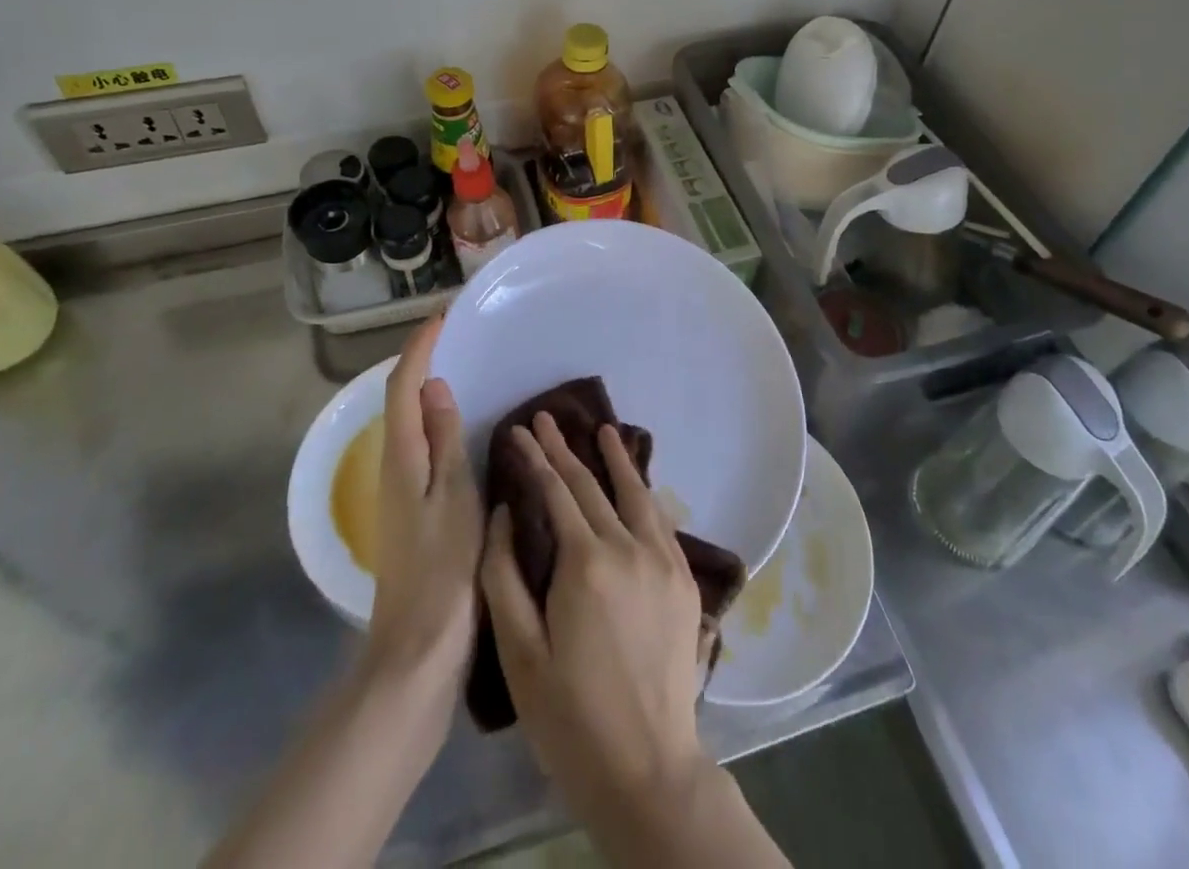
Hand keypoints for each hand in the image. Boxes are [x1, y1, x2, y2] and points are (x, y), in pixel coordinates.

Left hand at [365, 317, 481, 703]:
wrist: (419, 649)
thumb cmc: (443, 569)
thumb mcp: (453, 497)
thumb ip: (444, 441)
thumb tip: (435, 387)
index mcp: (402, 460)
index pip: (403, 389)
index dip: (418, 351)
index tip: (439, 319)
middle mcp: (393, 469)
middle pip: (400, 403)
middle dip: (419, 364)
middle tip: (452, 339)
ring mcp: (400, 493)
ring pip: (409, 426)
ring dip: (426, 393)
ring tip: (460, 372)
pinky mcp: (412, 511)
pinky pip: (421, 448)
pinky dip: (435, 424)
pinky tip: (461, 432)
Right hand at [480, 413, 709, 822]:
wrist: (647, 770)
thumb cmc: (570, 716)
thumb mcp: (519, 652)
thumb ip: (504, 576)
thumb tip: (504, 514)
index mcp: (585, 563)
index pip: (556, 491)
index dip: (534, 457)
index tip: (519, 430)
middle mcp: (629, 547)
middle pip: (592, 485)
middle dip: (565, 449)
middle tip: (547, 419)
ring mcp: (663, 561)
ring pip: (636, 494)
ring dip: (616, 459)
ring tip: (604, 429)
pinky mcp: (684, 580)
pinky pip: (660, 520)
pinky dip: (644, 492)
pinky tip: (637, 484)